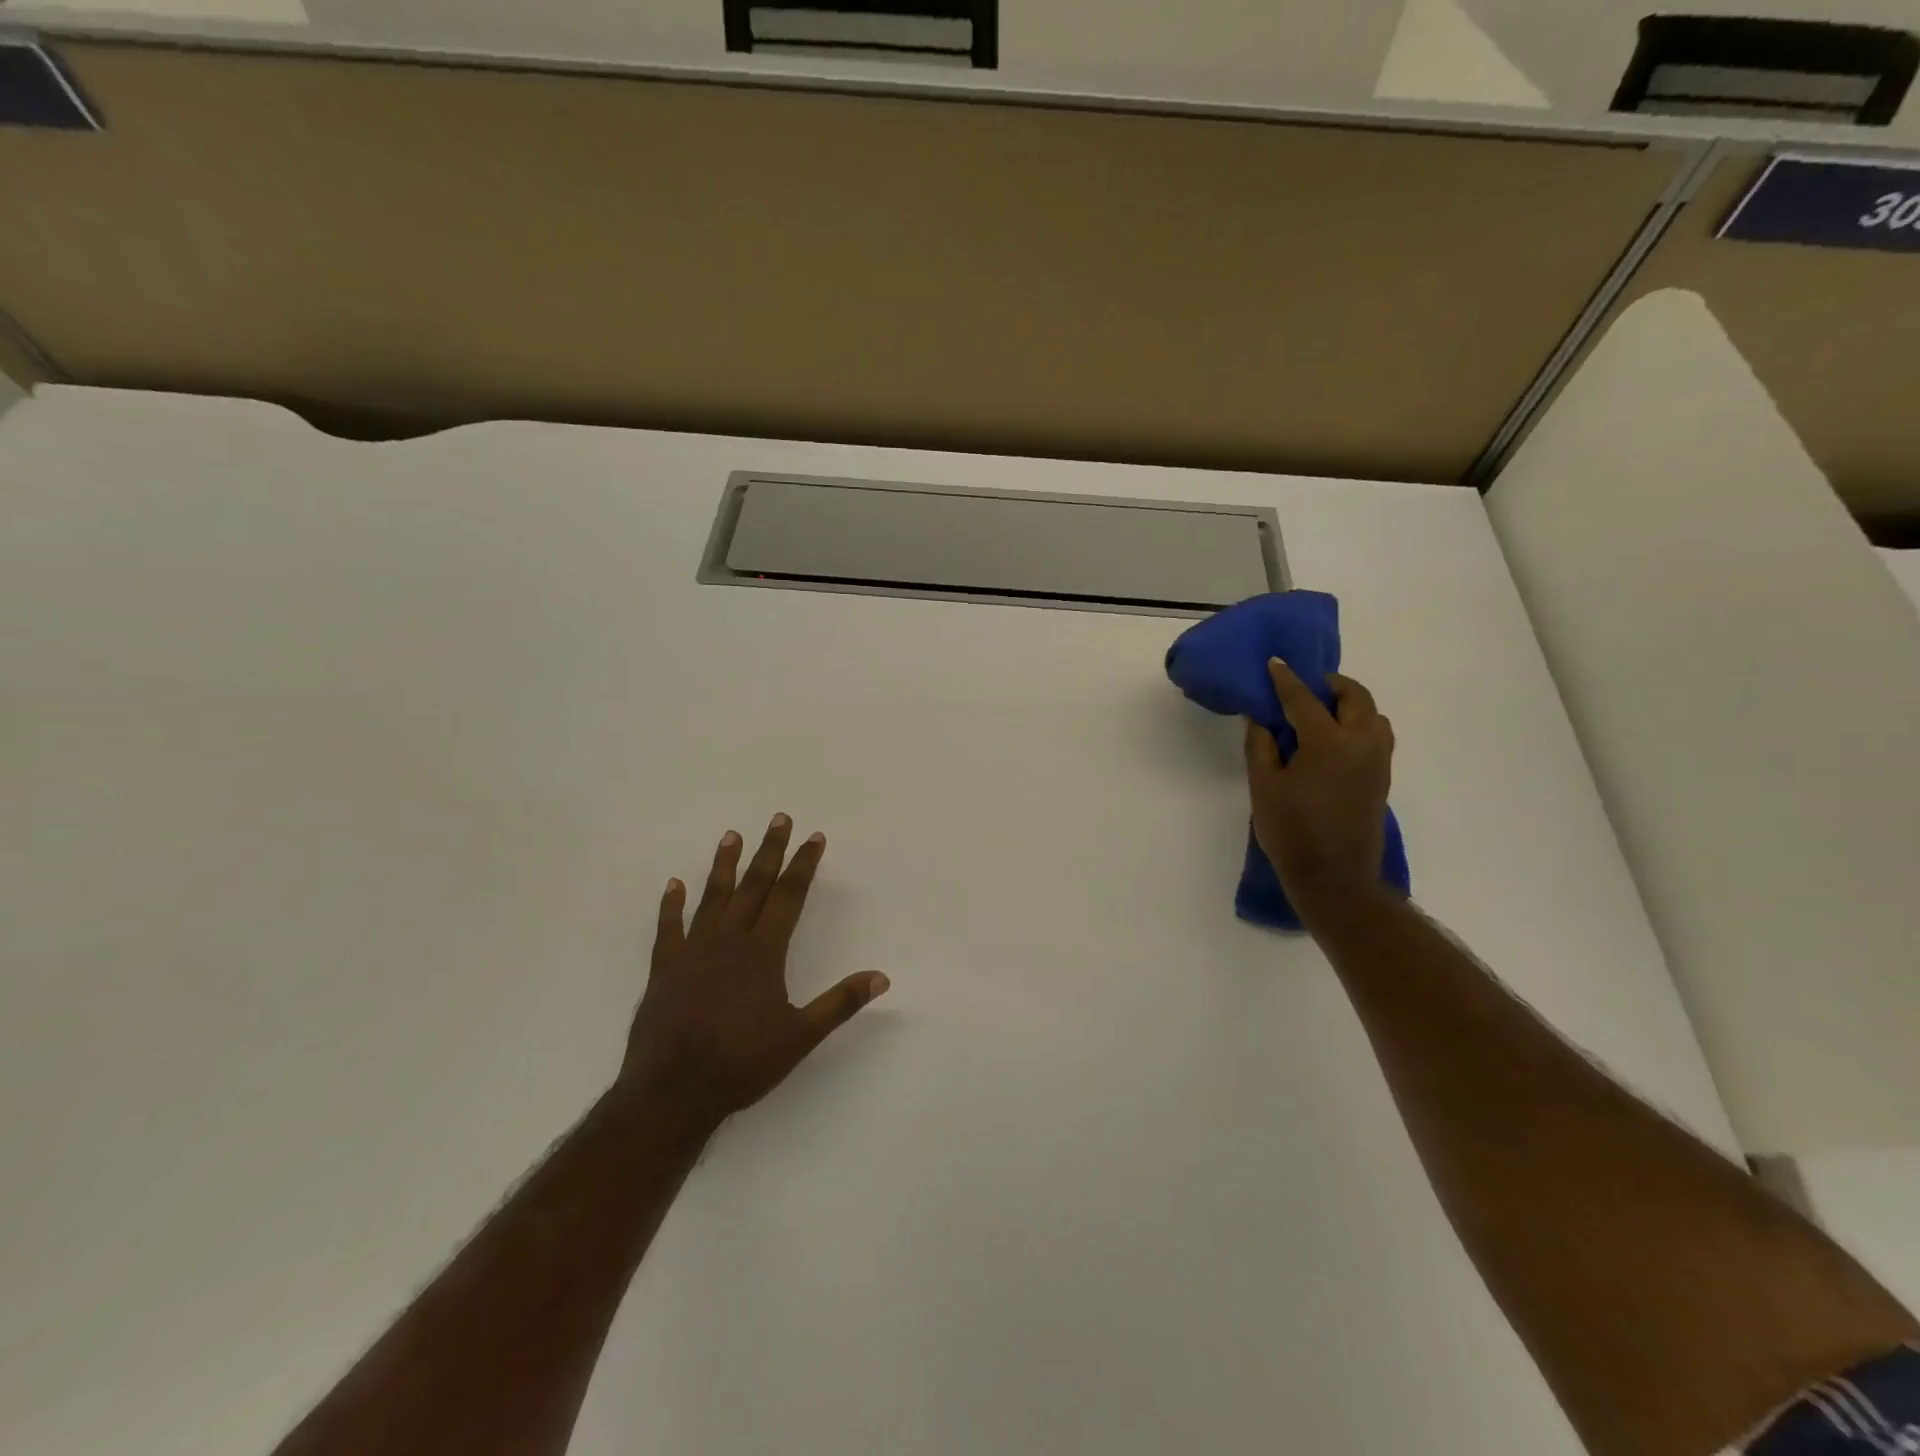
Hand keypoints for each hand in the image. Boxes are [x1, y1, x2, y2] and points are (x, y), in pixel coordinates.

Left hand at [618, 815, 889, 1134]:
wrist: (672, 1092)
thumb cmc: (741, 1063)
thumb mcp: (800, 1036)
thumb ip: (840, 1003)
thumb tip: (881, 977)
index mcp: (763, 952)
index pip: (789, 896)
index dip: (803, 865)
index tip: (814, 837)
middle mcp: (729, 940)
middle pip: (754, 886)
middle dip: (769, 851)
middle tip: (778, 818)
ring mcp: (693, 952)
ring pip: (713, 897)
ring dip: (724, 865)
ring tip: (732, 835)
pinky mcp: (665, 969)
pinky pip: (669, 928)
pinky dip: (672, 905)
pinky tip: (674, 884)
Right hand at [1244, 658, 1395, 908]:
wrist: (1335, 877)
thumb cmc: (1292, 831)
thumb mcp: (1264, 787)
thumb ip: (1261, 746)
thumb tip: (1260, 718)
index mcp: (1329, 742)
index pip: (1304, 700)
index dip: (1286, 680)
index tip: (1275, 663)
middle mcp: (1362, 744)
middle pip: (1356, 697)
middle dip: (1332, 685)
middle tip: (1306, 686)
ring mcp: (1378, 762)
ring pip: (1374, 716)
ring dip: (1351, 704)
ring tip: (1323, 712)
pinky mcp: (1382, 779)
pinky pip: (1377, 736)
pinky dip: (1359, 724)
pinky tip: (1334, 739)